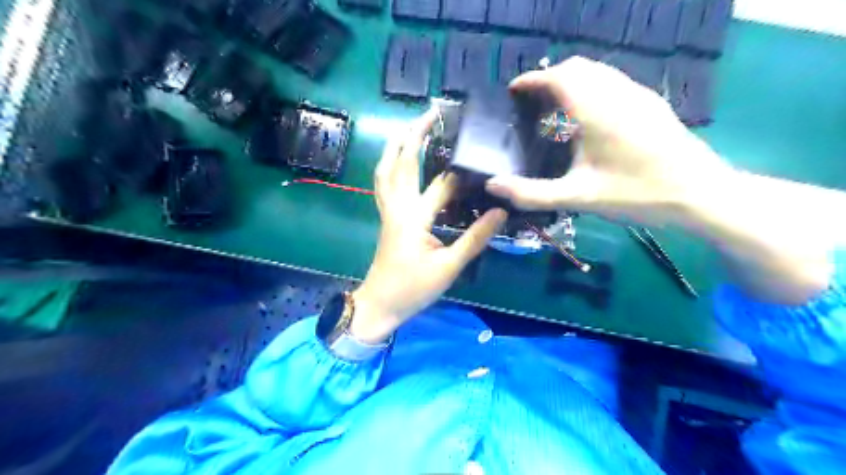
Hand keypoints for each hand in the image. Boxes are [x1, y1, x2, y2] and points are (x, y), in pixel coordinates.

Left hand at [352, 109, 507, 343]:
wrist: (379, 304)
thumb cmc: (413, 289)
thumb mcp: (449, 267)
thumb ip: (475, 238)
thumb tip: (499, 212)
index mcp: (415, 218)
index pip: (442, 185)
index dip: (462, 172)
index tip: (480, 152)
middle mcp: (398, 207)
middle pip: (402, 162)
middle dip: (415, 134)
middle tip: (431, 113)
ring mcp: (388, 210)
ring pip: (385, 169)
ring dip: (396, 144)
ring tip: (409, 127)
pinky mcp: (386, 217)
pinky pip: (384, 182)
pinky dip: (390, 164)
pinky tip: (397, 160)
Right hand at [491, 55, 734, 225]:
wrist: (700, 193)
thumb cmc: (636, 193)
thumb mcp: (578, 197)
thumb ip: (532, 193)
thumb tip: (493, 185)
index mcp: (596, 110)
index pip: (558, 77)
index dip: (532, 80)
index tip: (514, 90)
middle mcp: (617, 93)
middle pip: (578, 68)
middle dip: (550, 78)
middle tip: (532, 102)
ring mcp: (638, 95)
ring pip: (598, 72)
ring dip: (572, 81)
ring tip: (555, 108)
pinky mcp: (651, 103)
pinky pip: (613, 82)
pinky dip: (591, 88)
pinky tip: (588, 117)